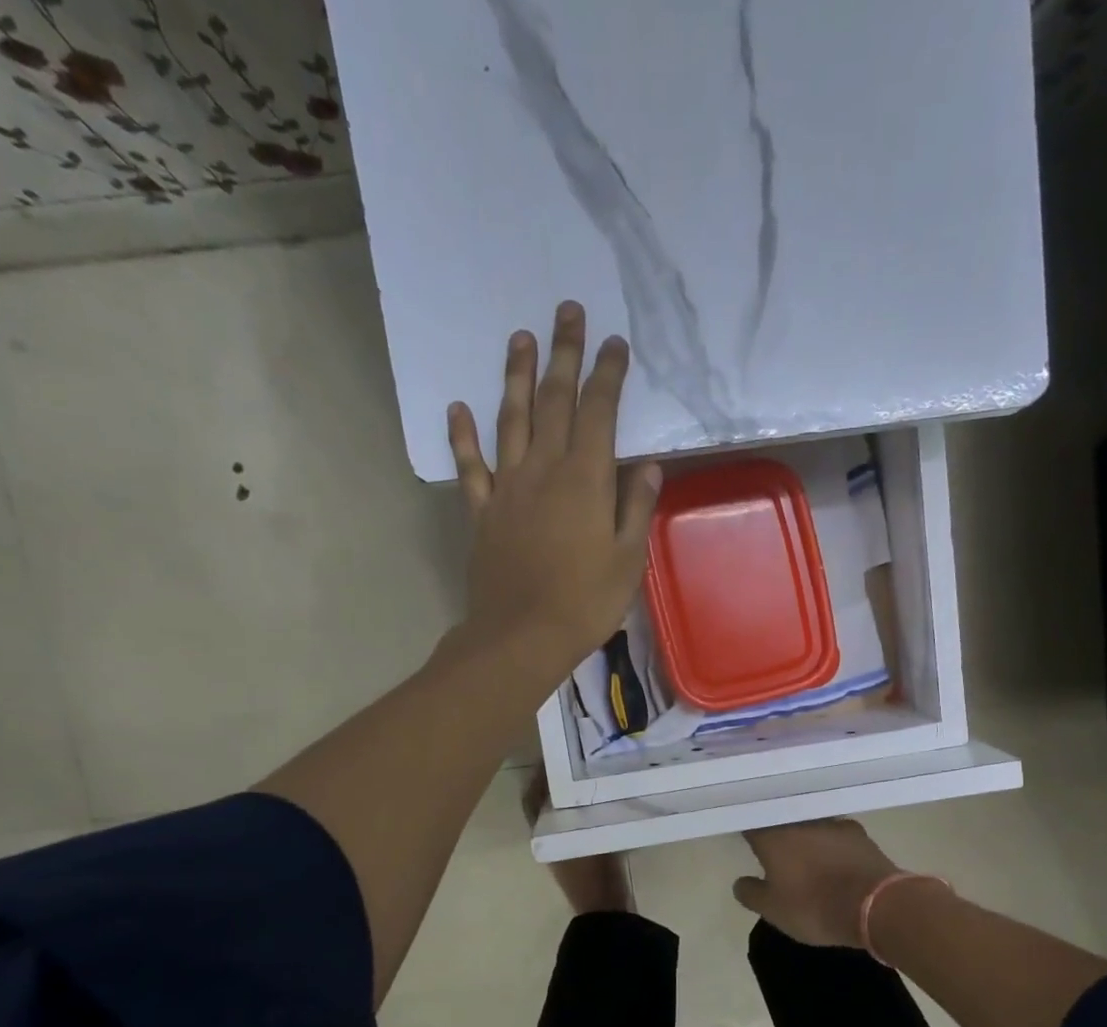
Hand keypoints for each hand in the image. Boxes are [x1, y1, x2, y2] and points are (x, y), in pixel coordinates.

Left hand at [449, 301, 661, 680]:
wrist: (521, 636)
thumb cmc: (585, 602)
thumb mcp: (628, 559)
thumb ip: (636, 507)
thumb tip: (648, 466)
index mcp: (585, 480)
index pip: (599, 413)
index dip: (608, 375)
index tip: (615, 343)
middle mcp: (543, 470)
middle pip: (553, 401)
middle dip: (562, 354)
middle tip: (566, 311)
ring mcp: (507, 488)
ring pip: (510, 420)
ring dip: (515, 377)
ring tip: (519, 338)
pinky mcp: (481, 512)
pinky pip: (470, 467)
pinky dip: (463, 436)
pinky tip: (458, 408)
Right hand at [733, 820, 903, 947]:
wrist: (876, 905)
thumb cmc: (814, 907)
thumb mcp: (773, 910)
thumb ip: (751, 893)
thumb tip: (740, 883)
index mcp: (773, 836)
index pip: (751, 823)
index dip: (747, 831)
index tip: (745, 840)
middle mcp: (800, 821)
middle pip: (782, 820)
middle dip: (777, 832)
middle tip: (774, 851)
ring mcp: (832, 823)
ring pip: (810, 825)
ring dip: (805, 837)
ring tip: (805, 856)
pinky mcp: (859, 833)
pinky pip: (835, 835)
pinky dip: (830, 844)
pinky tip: (832, 859)